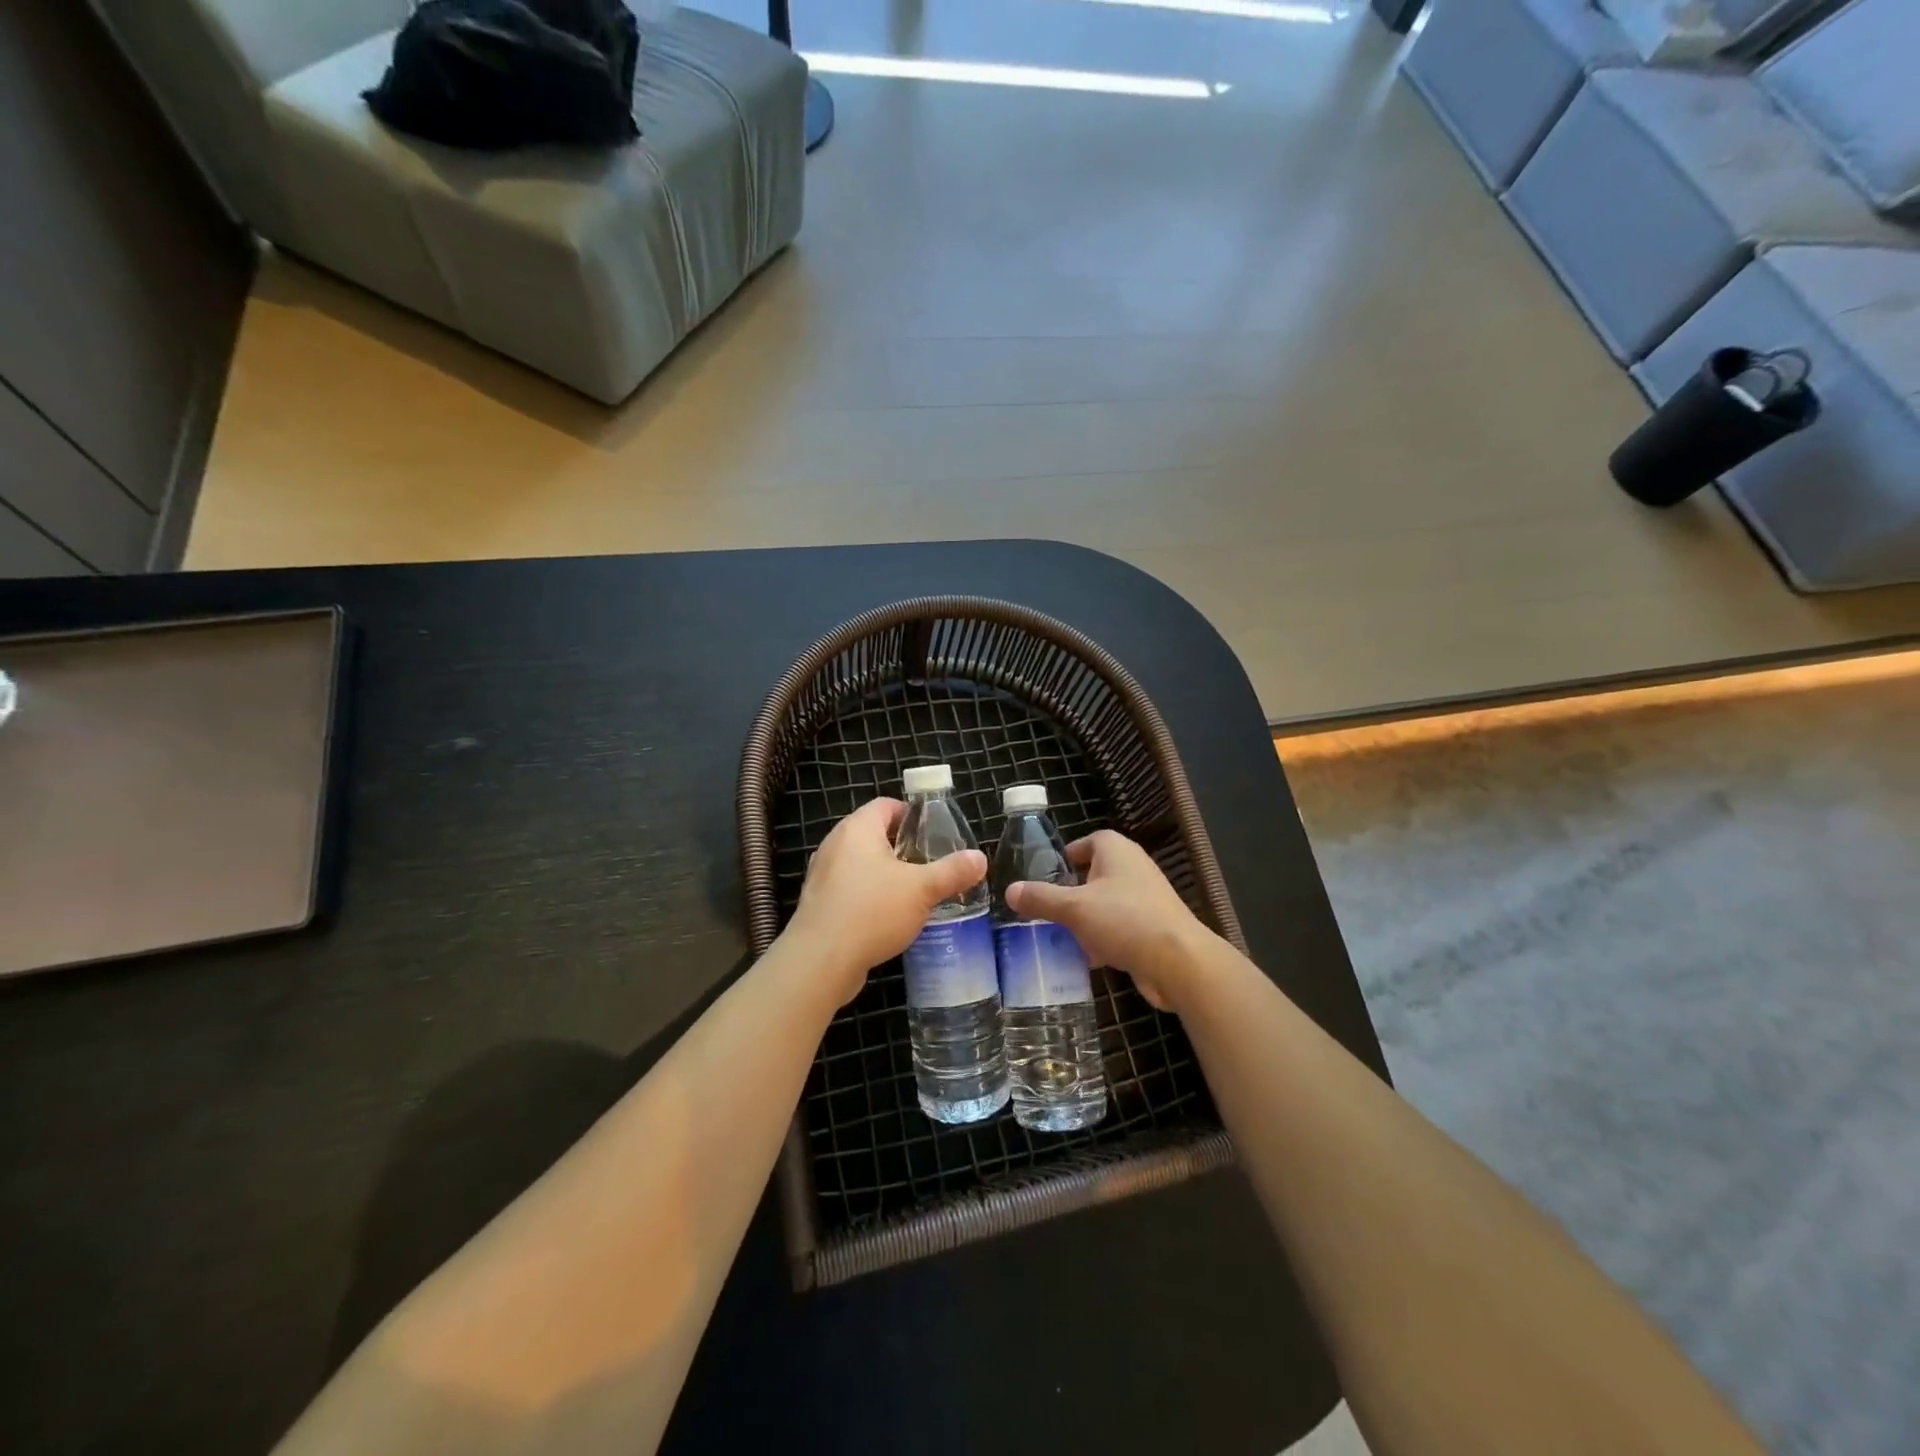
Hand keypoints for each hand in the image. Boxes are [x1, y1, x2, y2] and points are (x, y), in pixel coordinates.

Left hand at [785, 797, 987, 1004]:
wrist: (820, 960)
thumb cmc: (872, 911)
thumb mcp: (922, 890)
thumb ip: (952, 872)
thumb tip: (980, 859)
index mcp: (857, 828)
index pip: (886, 805)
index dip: (912, 815)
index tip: (935, 834)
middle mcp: (835, 844)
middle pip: (874, 834)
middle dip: (903, 847)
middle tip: (931, 864)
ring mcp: (823, 874)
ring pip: (861, 863)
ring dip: (886, 873)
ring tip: (915, 892)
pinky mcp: (819, 902)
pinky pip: (850, 888)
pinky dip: (870, 895)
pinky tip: (889, 916)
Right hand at [1006, 831, 1211, 1011]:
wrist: (1178, 962)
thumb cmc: (1124, 920)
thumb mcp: (1073, 908)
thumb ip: (1040, 898)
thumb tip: (1009, 890)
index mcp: (1117, 851)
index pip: (1090, 840)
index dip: (1069, 853)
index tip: (1048, 872)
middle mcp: (1134, 868)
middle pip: (1096, 874)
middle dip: (1072, 891)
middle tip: (1047, 907)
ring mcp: (1147, 899)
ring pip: (1107, 904)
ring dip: (1086, 919)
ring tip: (1059, 935)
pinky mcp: (1154, 928)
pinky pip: (1120, 928)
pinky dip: (1103, 939)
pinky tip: (1087, 959)